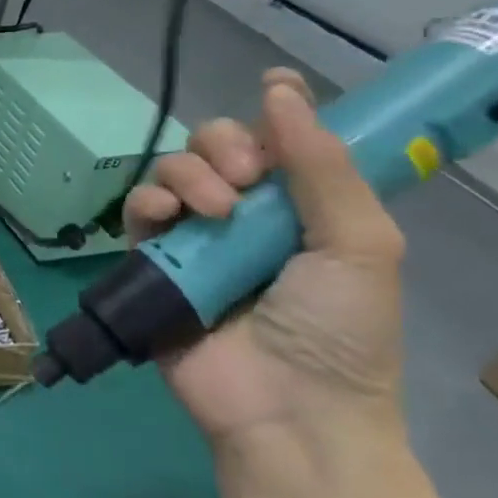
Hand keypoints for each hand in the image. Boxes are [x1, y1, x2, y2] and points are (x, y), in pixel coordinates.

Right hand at [124, 69, 406, 449]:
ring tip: (214, 212)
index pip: (280, 139)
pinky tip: (168, 217)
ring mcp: (196, 237)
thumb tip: (279, 88)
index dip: (275, 110)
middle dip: (223, 144)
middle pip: (216, 145)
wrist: (288, 410)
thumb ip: (322, 166)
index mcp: (302, 207)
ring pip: (173, 171)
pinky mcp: (154, 261)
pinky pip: (137, 211)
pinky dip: (147, 202)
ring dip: (188, 174)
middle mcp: (246, 214)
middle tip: (243, 176)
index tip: (273, 87)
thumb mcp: (360, 244)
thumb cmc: (340, 330)